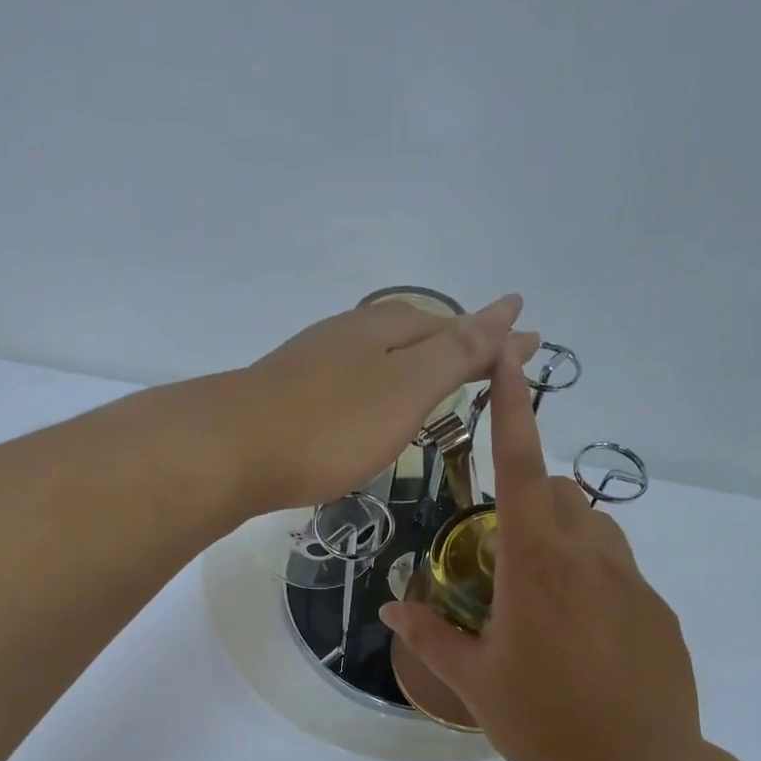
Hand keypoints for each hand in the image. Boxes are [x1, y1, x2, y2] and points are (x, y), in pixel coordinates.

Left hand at [231, 295, 536, 508]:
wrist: (230, 452)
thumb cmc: (331, 424)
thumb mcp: (406, 387)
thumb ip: (455, 352)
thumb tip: (507, 307)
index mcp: (384, 328)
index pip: (453, 327)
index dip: (491, 338)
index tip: (529, 342)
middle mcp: (348, 335)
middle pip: (415, 333)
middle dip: (455, 344)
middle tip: (489, 360)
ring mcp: (313, 364)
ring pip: (378, 356)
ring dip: (415, 363)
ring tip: (438, 378)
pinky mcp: (289, 396)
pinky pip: (350, 381)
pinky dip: (378, 386)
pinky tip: (370, 404)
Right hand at [379, 352, 703, 760]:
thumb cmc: (543, 725)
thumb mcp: (474, 682)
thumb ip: (430, 635)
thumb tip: (390, 610)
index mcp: (538, 565)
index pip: (523, 467)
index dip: (513, 408)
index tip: (509, 358)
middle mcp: (591, 557)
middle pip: (561, 493)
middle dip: (529, 494)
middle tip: (496, 548)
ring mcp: (633, 581)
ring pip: (594, 526)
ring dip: (560, 532)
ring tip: (533, 590)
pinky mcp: (657, 609)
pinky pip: (617, 567)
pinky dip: (588, 574)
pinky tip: (576, 634)